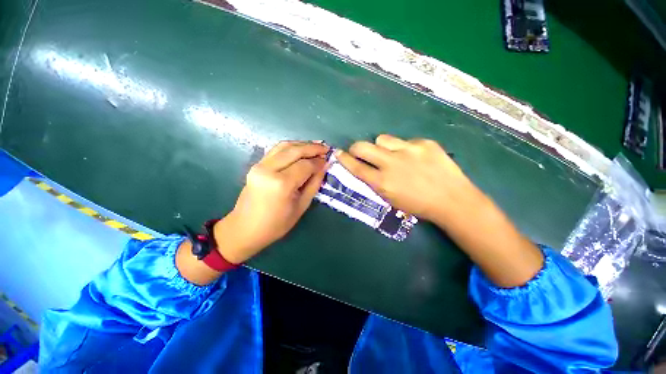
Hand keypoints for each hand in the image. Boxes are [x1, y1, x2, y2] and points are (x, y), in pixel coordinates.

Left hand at [214, 141, 328, 263]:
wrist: (245, 228)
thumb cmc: (277, 224)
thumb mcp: (301, 206)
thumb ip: (314, 184)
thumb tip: (324, 166)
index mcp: (282, 184)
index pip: (305, 165)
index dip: (318, 162)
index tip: (329, 161)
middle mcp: (269, 169)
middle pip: (295, 150)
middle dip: (313, 148)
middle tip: (326, 148)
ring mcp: (260, 165)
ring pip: (284, 146)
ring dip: (302, 144)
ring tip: (316, 146)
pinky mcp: (256, 165)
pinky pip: (276, 150)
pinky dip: (291, 147)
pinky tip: (301, 149)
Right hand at [337, 135, 542, 286]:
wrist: (452, 200)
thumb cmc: (418, 205)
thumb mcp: (391, 198)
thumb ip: (376, 182)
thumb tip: (366, 168)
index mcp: (383, 182)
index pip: (356, 167)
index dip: (344, 159)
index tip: (338, 153)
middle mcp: (392, 163)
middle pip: (363, 147)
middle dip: (356, 148)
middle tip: (359, 151)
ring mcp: (408, 150)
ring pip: (382, 138)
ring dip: (381, 146)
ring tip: (392, 155)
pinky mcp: (424, 143)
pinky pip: (405, 141)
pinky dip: (404, 148)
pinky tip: (415, 158)